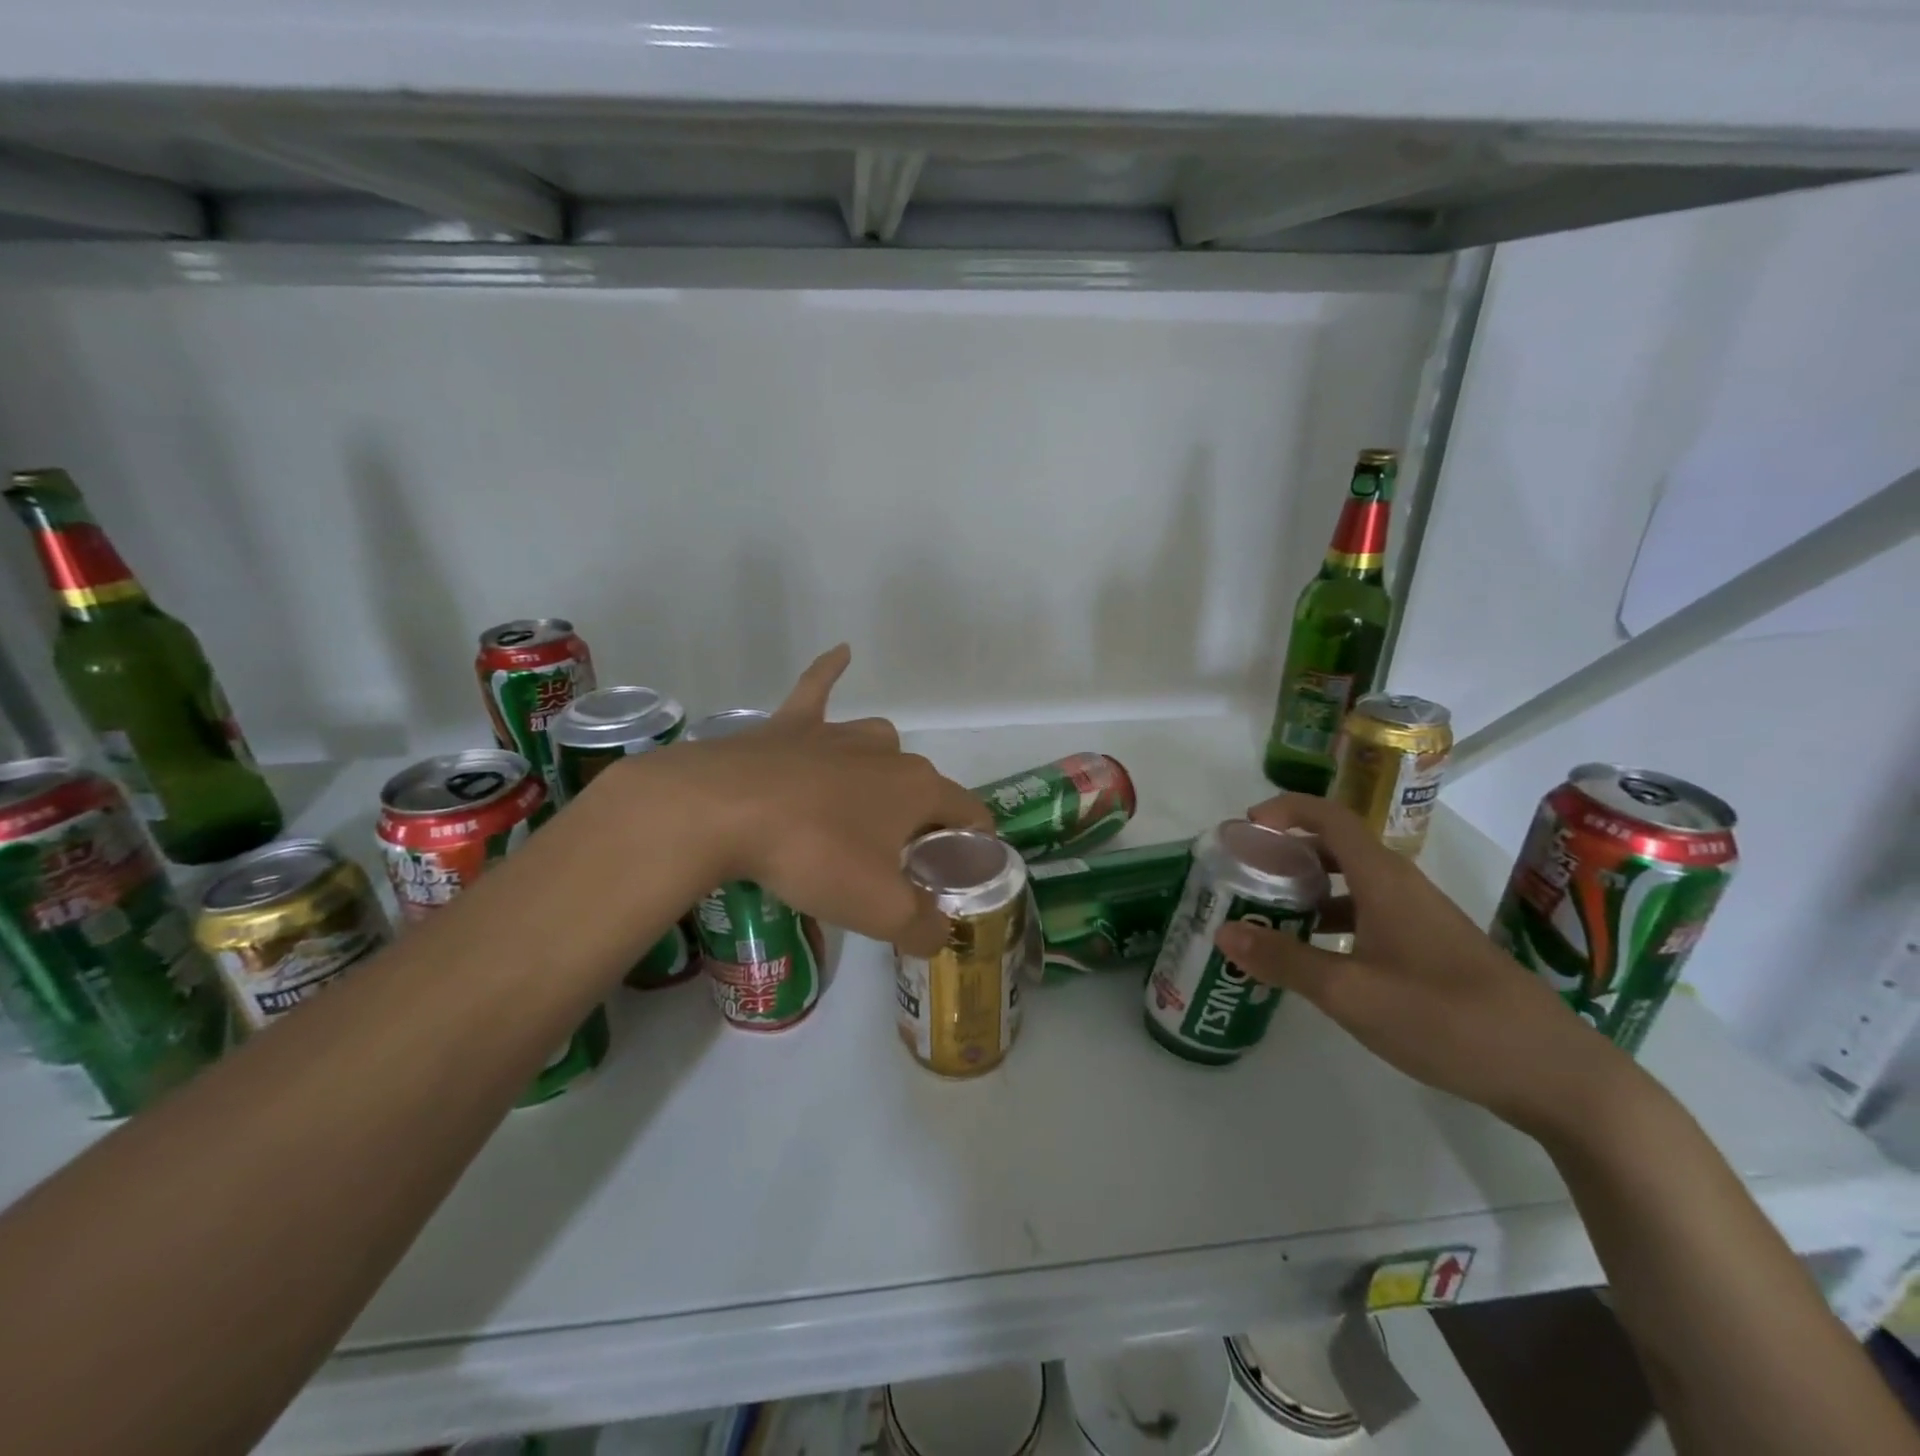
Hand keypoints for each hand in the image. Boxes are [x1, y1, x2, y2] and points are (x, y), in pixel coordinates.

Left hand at [638, 645, 991, 955]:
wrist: (720, 811)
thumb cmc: (813, 855)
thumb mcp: (879, 909)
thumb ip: (922, 927)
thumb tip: (938, 934)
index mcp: (918, 788)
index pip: (970, 814)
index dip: (974, 846)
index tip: (960, 875)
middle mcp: (886, 752)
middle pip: (922, 786)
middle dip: (920, 823)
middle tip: (894, 867)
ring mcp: (836, 734)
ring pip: (877, 745)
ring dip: (882, 773)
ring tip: (864, 809)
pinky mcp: (789, 727)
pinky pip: (817, 689)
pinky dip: (830, 672)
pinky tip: (843, 654)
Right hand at [1216, 794, 1630, 1135]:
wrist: (1554, 1073)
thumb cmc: (1446, 1018)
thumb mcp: (1351, 992)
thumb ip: (1284, 961)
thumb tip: (1224, 933)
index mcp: (1384, 880)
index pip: (1330, 817)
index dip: (1286, 810)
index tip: (1246, 827)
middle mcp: (1402, 888)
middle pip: (1336, 848)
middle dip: (1287, 854)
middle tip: (1246, 876)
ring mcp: (1421, 920)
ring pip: (1352, 886)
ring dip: (1308, 891)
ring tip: (1267, 917)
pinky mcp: (1432, 950)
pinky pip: (1369, 917)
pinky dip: (1333, 922)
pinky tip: (1316, 959)